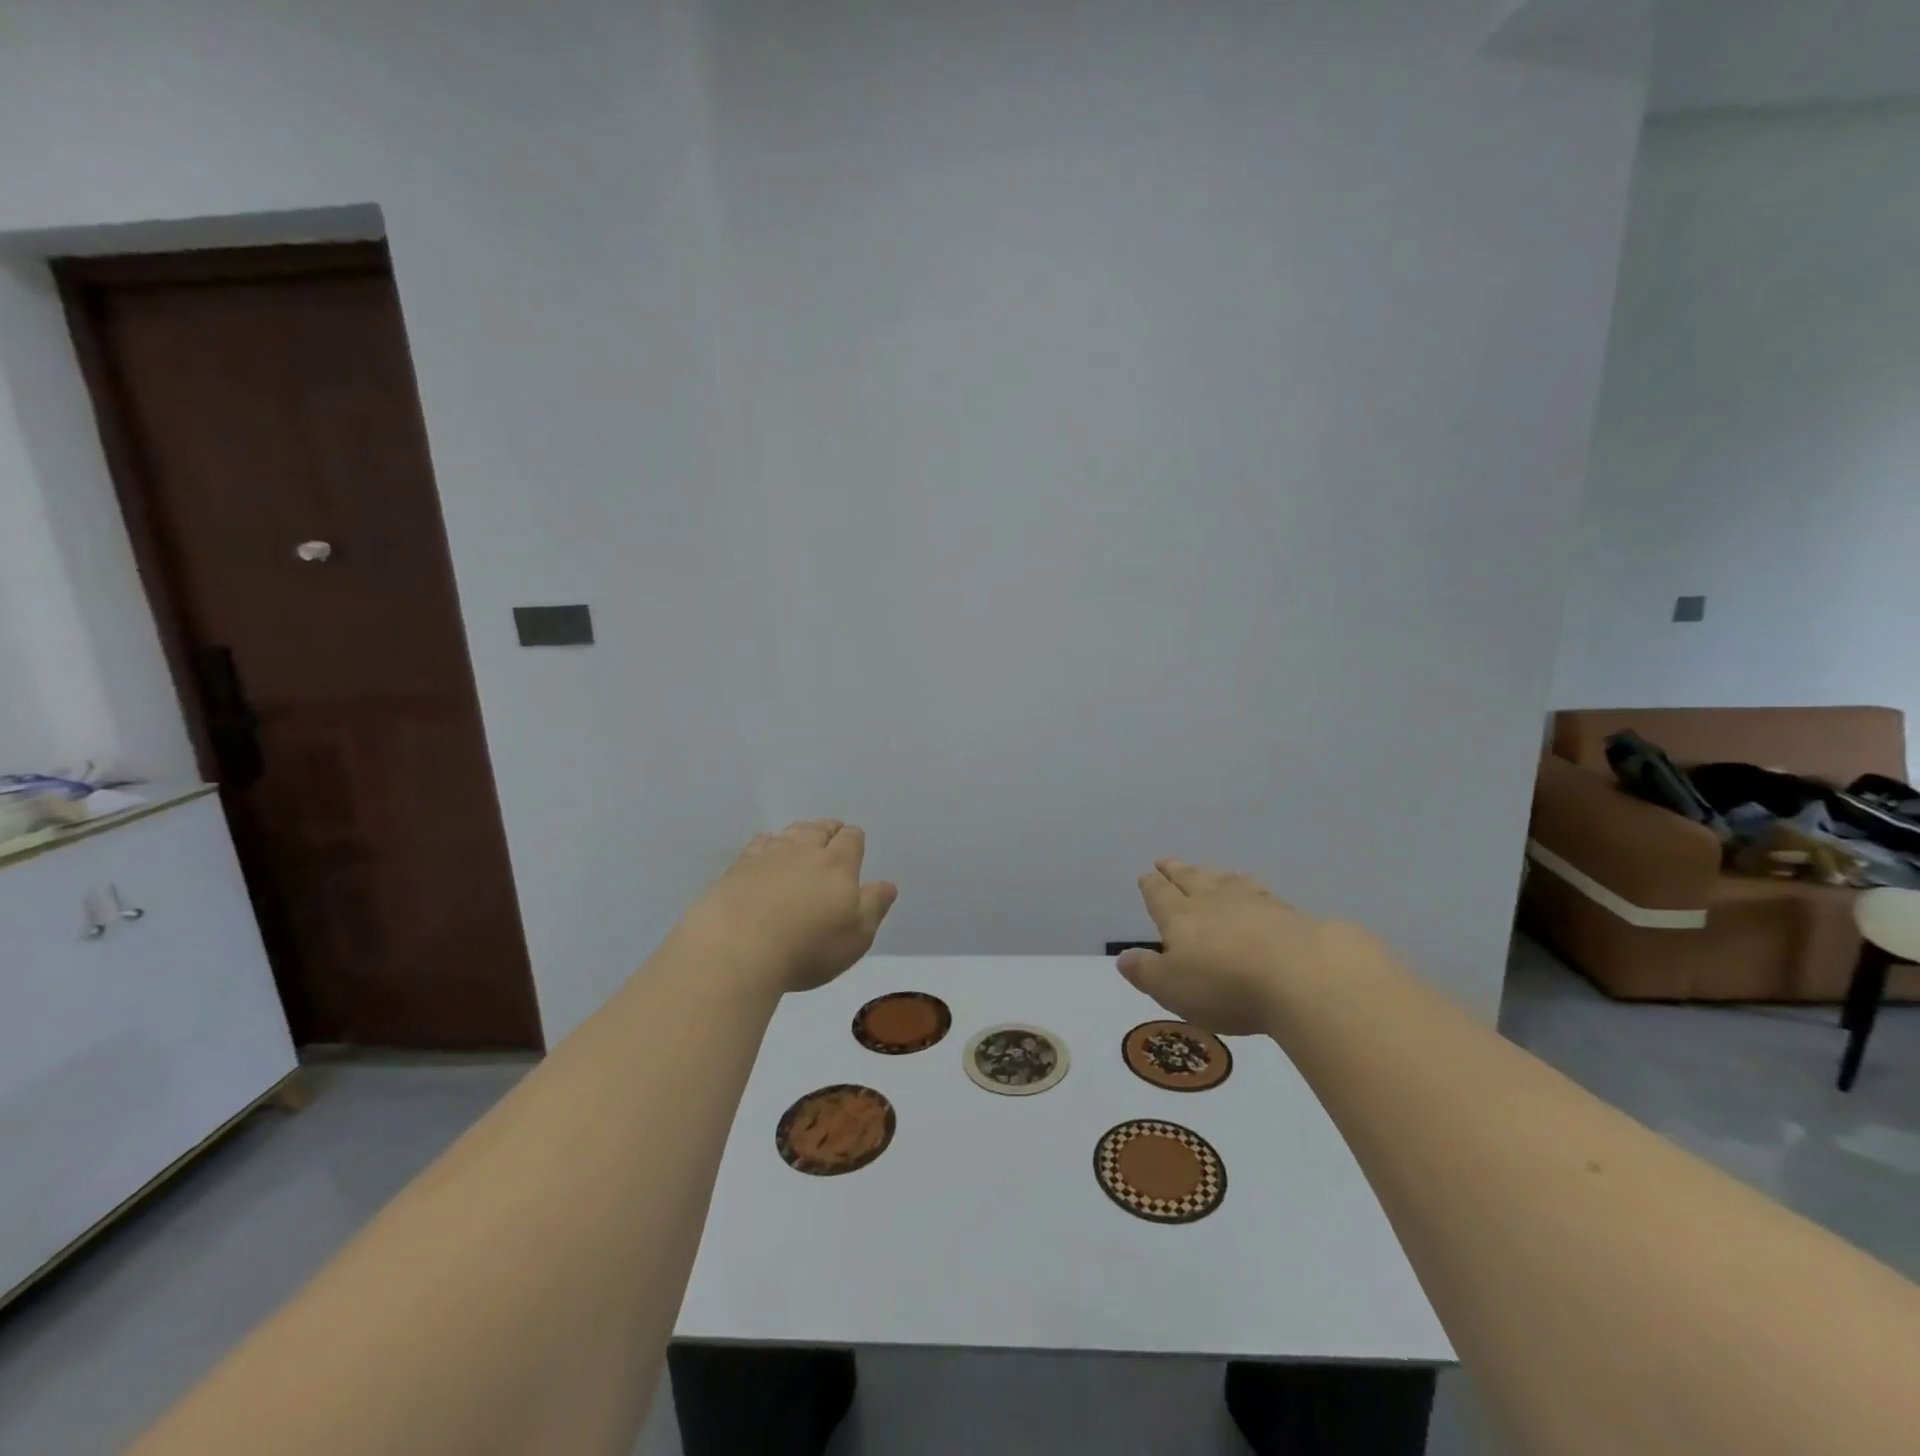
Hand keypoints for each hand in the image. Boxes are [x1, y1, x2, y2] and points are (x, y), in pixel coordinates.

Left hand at [681, 820, 897, 994]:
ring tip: (802, 835)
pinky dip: (767, 842)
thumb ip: (874, 905)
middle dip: (828, 829)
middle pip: (819, 829)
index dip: (854, 838)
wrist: (737, 949)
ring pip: (790, 832)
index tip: (854, 840)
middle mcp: (804, 851)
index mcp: (838, 865)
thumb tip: (888, 884)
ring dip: (800, 832)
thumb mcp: (856, 936)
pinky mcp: (738, 868)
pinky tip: (765, 847)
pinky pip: (758, 843)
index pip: (851, 840)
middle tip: (831, 832)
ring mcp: (768, 856)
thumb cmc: (807, 947)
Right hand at [1116, 858, 1354, 1033]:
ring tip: (1208, 869)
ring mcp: (1252, 904)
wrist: (1302, 975)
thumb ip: (1146, 972)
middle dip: (1176, 871)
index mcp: (1180, 918)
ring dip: (1212, 874)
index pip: (1160, 895)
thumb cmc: (1226, 985)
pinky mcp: (1287, 913)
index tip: (1146, 874)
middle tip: (1166, 860)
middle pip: (1190, 879)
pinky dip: (1250, 885)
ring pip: (1225, 881)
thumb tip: (1123, 958)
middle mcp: (1212, 902)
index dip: (1151, 886)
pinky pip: (1260, 891)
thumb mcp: (1172, 988)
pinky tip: (1254, 889)